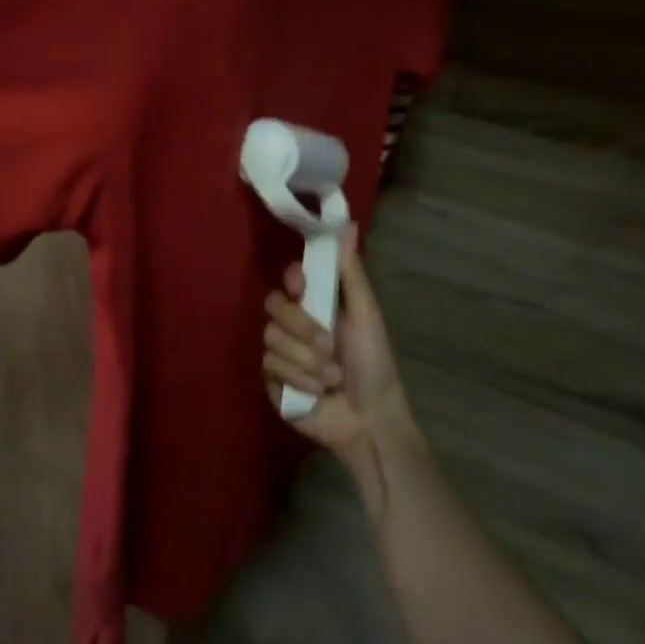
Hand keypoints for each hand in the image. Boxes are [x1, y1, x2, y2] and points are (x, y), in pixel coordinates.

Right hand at [263, 228, 415, 463]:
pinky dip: (298, 379)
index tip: (303, 287)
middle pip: (274, 306)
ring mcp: (281, 353)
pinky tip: (317, 392)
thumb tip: (347, 223)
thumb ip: (351, 271)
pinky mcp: (272, 381)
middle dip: (303, 327)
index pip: (289, 279)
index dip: (292, 281)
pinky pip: (270, 366)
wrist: (370, 421)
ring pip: (271, 338)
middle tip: (329, 346)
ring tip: (331, 378)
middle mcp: (294, 325)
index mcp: (316, 305)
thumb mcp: (366, 314)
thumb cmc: (374, 365)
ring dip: (306, 360)